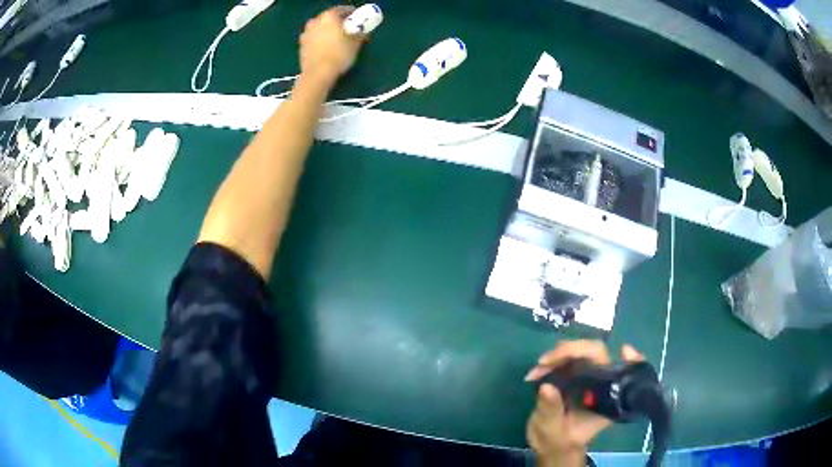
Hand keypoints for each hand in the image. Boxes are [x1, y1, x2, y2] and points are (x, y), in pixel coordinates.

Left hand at [299, 6, 364, 82]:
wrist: (318, 73)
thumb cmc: (339, 55)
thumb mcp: (356, 43)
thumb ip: (360, 33)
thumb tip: (363, 31)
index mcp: (329, 16)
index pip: (342, 9)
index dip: (352, 13)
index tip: (358, 18)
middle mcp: (315, 21)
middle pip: (328, 17)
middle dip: (337, 21)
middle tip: (347, 28)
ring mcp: (306, 33)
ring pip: (319, 27)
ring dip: (327, 29)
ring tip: (335, 37)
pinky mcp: (301, 45)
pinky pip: (313, 37)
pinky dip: (319, 39)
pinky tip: (325, 46)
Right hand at [524, 340, 644, 466]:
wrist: (551, 445)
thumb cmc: (559, 440)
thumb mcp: (553, 428)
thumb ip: (551, 409)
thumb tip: (547, 386)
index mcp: (606, 397)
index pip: (620, 371)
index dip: (629, 360)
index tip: (624, 350)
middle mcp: (600, 382)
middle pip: (595, 353)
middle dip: (571, 351)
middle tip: (546, 361)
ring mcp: (586, 376)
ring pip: (578, 352)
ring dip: (557, 356)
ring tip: (536, 371)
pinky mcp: (573, 374)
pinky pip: (565, 359)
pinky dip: (550, 361)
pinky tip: (534, 373)